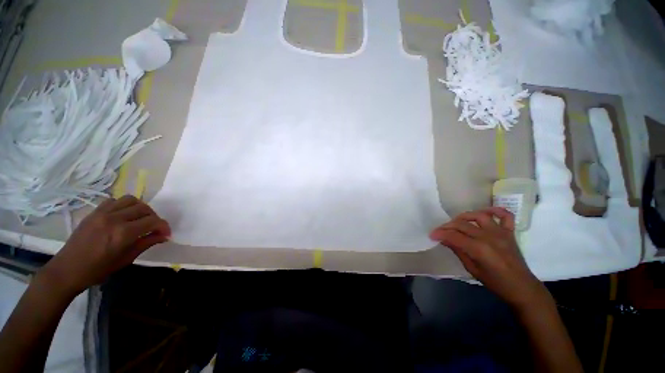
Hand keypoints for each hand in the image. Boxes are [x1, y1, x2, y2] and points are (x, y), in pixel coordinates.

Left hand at [41, 195, 170, 296]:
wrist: (67, 269)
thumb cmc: (98, 270)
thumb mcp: (126, 259)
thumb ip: (146, 243)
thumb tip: (163, 236)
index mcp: (123, 233)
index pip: (153, 221)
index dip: (164, 227)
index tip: (166, 234)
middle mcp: (115, 219)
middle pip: (144, 208)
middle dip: (154, 217)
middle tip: (154, 228)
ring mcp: (102, 213)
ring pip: (130, 199)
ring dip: (140, 208)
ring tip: (140, 218)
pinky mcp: (94, 212)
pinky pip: (114, 200)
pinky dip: (123, 205)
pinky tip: (123, 215)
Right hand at [430, 207, 547, 309]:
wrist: (522, 287)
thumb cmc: (495, 282)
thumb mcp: (471, 269)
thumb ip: (457, 250)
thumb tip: (443, 239)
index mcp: (479, 249)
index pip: (454, 235)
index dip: (440, 233)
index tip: (432, 235)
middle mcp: (489, 237)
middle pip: (462, 224)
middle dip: (447, 226)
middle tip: (440, 231)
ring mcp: (501, 232)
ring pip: (479, 215)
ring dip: (465, 216)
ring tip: (457, 222)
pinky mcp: (509, 232)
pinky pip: (505, 215)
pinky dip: (495, 210)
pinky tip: (484, 212)